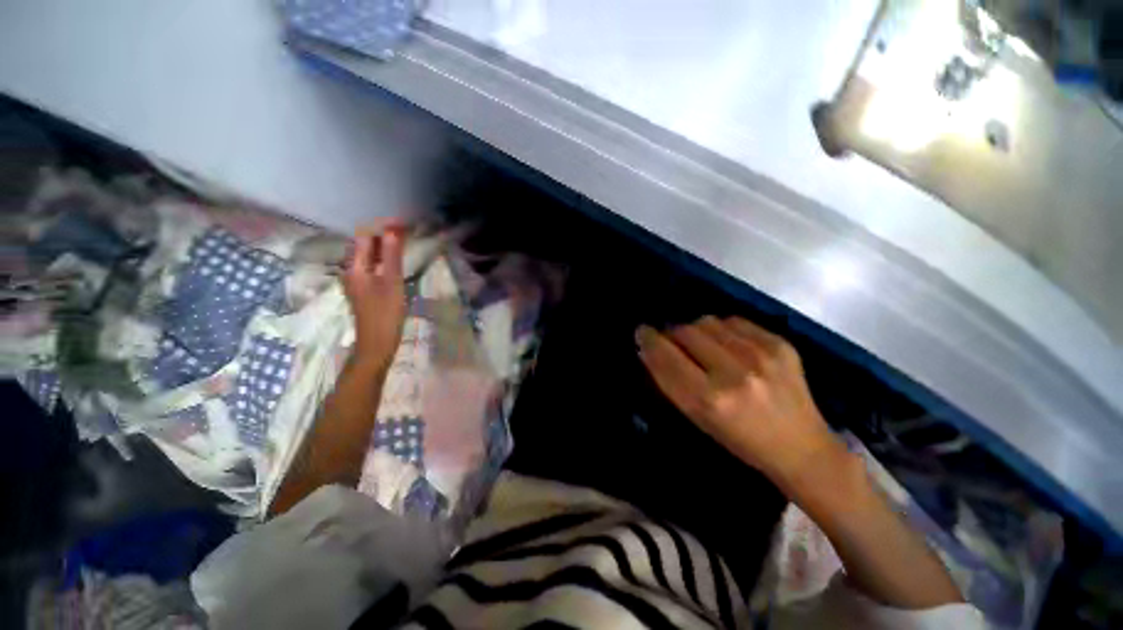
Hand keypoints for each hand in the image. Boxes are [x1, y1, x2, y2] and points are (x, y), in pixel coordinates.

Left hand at [342, 222, 406, 371]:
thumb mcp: (392, 283)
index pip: (364, 236)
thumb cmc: (385, 314)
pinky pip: (373, 265)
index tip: (404, 223)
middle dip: (383, 234)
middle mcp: (352, 270)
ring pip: (369, 255)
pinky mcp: (365, 289)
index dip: (382, 226)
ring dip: (384, 245)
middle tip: (407, 230)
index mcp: (355, 267)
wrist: (377, 344)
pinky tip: (396, 261)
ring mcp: (357, 280)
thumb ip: (392, 256)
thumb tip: (393, 230)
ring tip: (403, 241)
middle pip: (364, 244)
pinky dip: (384, 258)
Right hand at [637, 316, 842, 489]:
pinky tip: (728, 344)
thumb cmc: (741, 441)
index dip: (649, 340)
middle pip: (685, 332)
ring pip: (707, 321)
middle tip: (673, 342)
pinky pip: (733, 321)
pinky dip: (722, 329)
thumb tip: (649, 349)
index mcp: (709, 400)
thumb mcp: (697, 418)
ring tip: (702, 345)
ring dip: (696, 330)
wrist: (802, 448)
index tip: (642, 332)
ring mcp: (760, 355)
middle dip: (672, 334)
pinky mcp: (780, 344)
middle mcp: (733, 373)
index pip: (666, 356)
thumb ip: (670, 381)